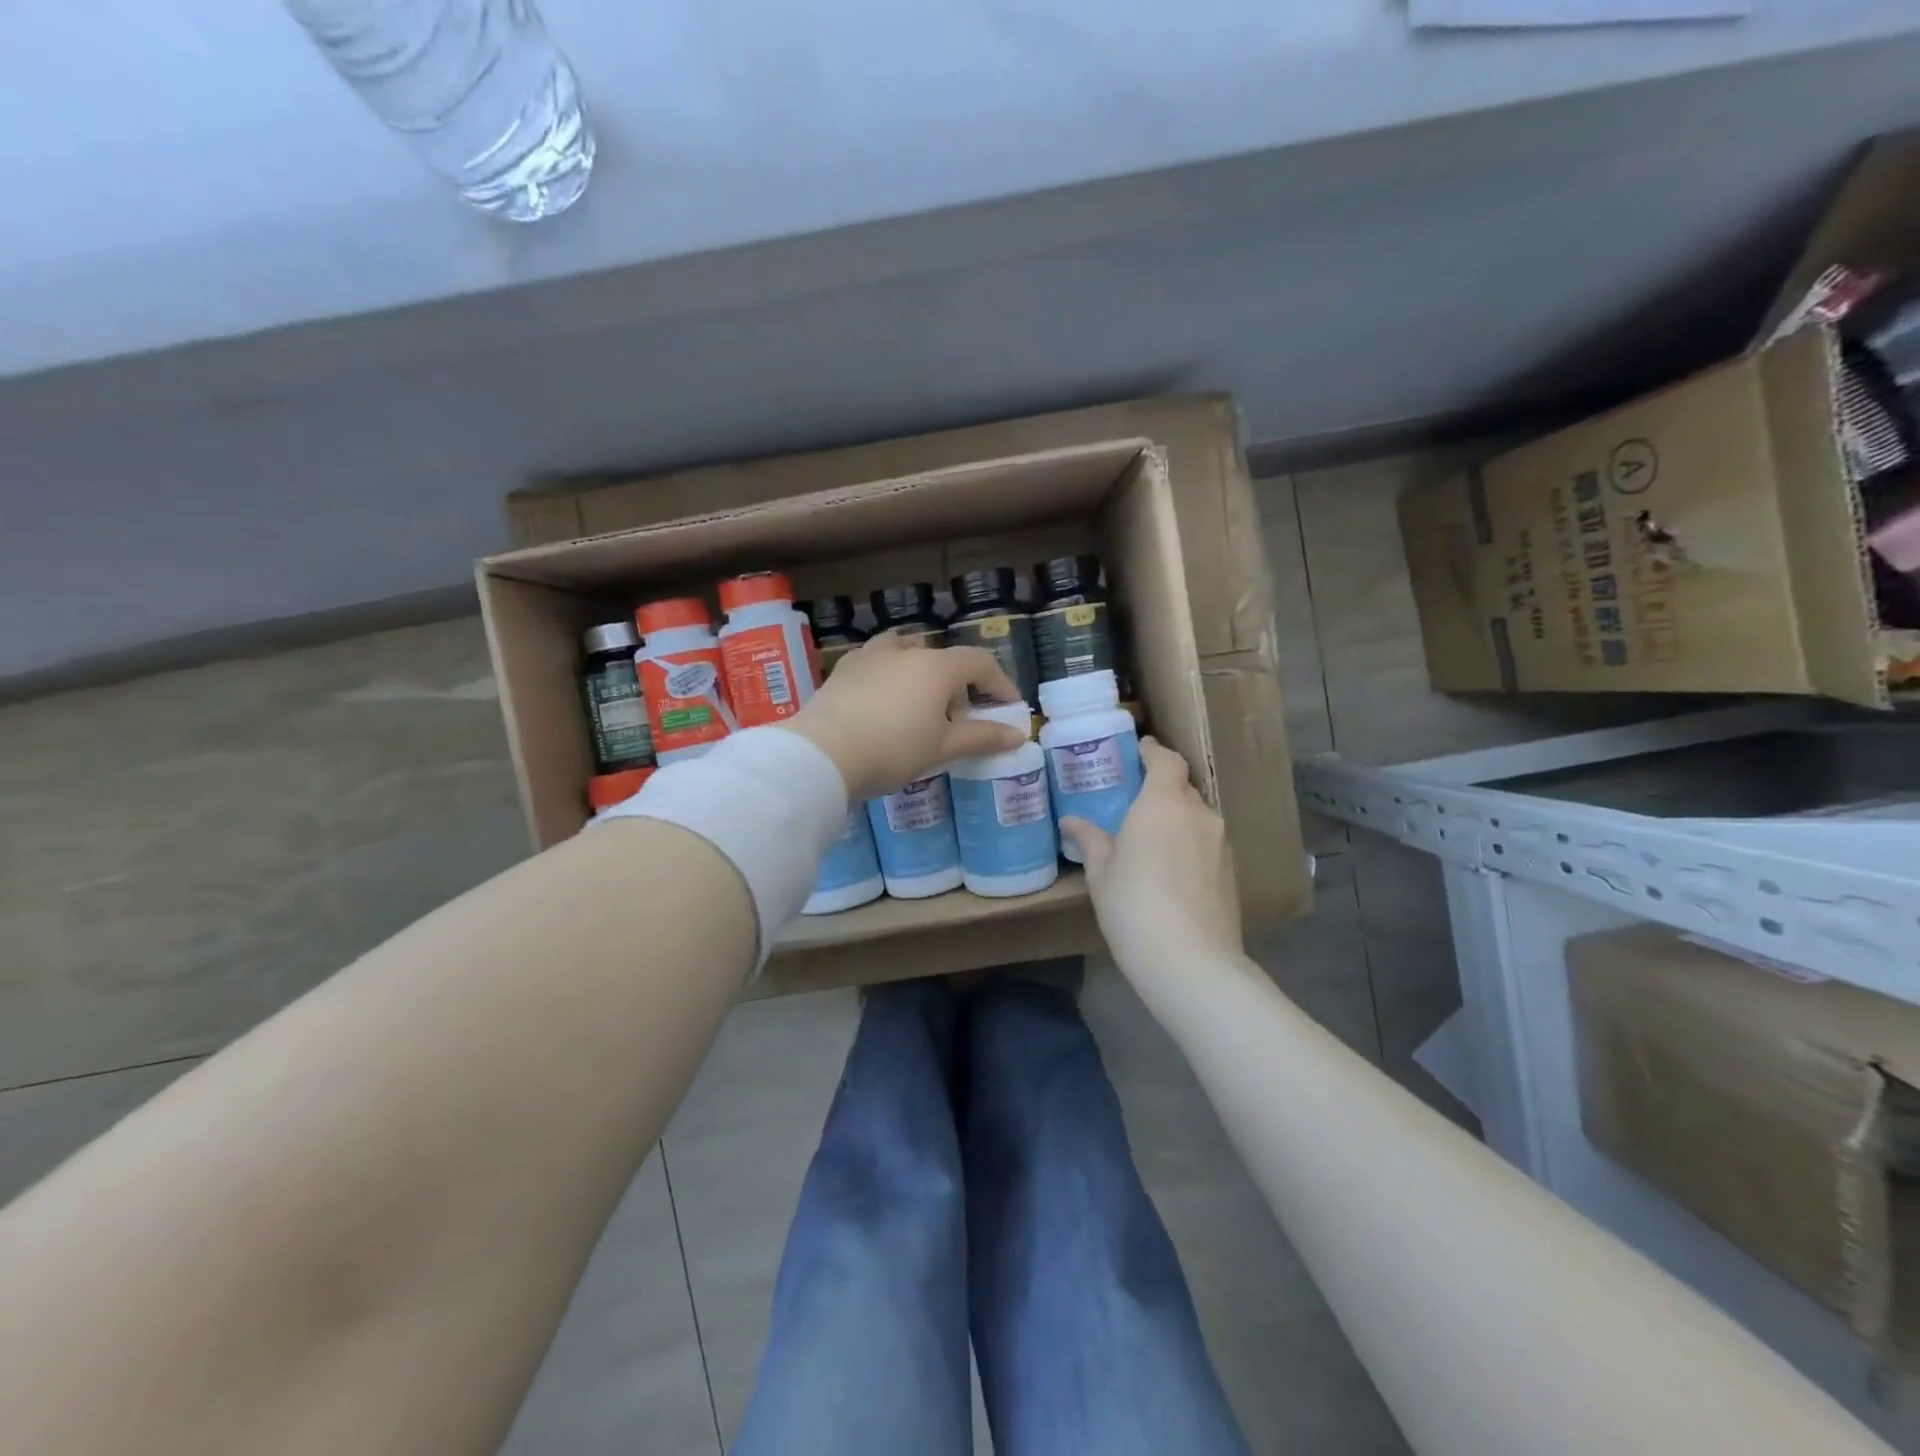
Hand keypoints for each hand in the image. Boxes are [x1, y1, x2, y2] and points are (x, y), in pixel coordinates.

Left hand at [785, 632, 1026, 799]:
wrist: (822, 754)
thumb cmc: (893, 750)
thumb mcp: (943, 748)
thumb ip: (982, 737)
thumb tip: (1019, 735)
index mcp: (936, 666)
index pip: (980, 663)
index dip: (1000, 683)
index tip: (1009, 707)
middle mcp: (906, 651)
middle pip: (943, 658)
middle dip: (958, 684)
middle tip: (958, 718)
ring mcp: (870, 656)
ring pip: (906, 651)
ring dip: (921, 671)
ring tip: (919, 702)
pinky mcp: (843, 669)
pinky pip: (876, 661)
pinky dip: (890, 674)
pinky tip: (883, 700)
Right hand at [1060, 737, 1242, 968]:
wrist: (1191, 961)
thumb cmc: (1133, 907)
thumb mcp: (1101, 874)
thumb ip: (1090, 840)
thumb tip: (1072, 822)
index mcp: (1162, 803)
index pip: (1166, 760)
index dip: (1153, 751)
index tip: (1140, 749)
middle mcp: (1198, 813)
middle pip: (1182, 787)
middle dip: (1161, 787)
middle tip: (1136, 800)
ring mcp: (1220, 842)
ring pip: (1197, 816)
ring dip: (1177, 818)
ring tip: (1152, 837)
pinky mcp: (1231, 870)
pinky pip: (1207, 842)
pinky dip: (1190, 843)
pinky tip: (1172, 868)